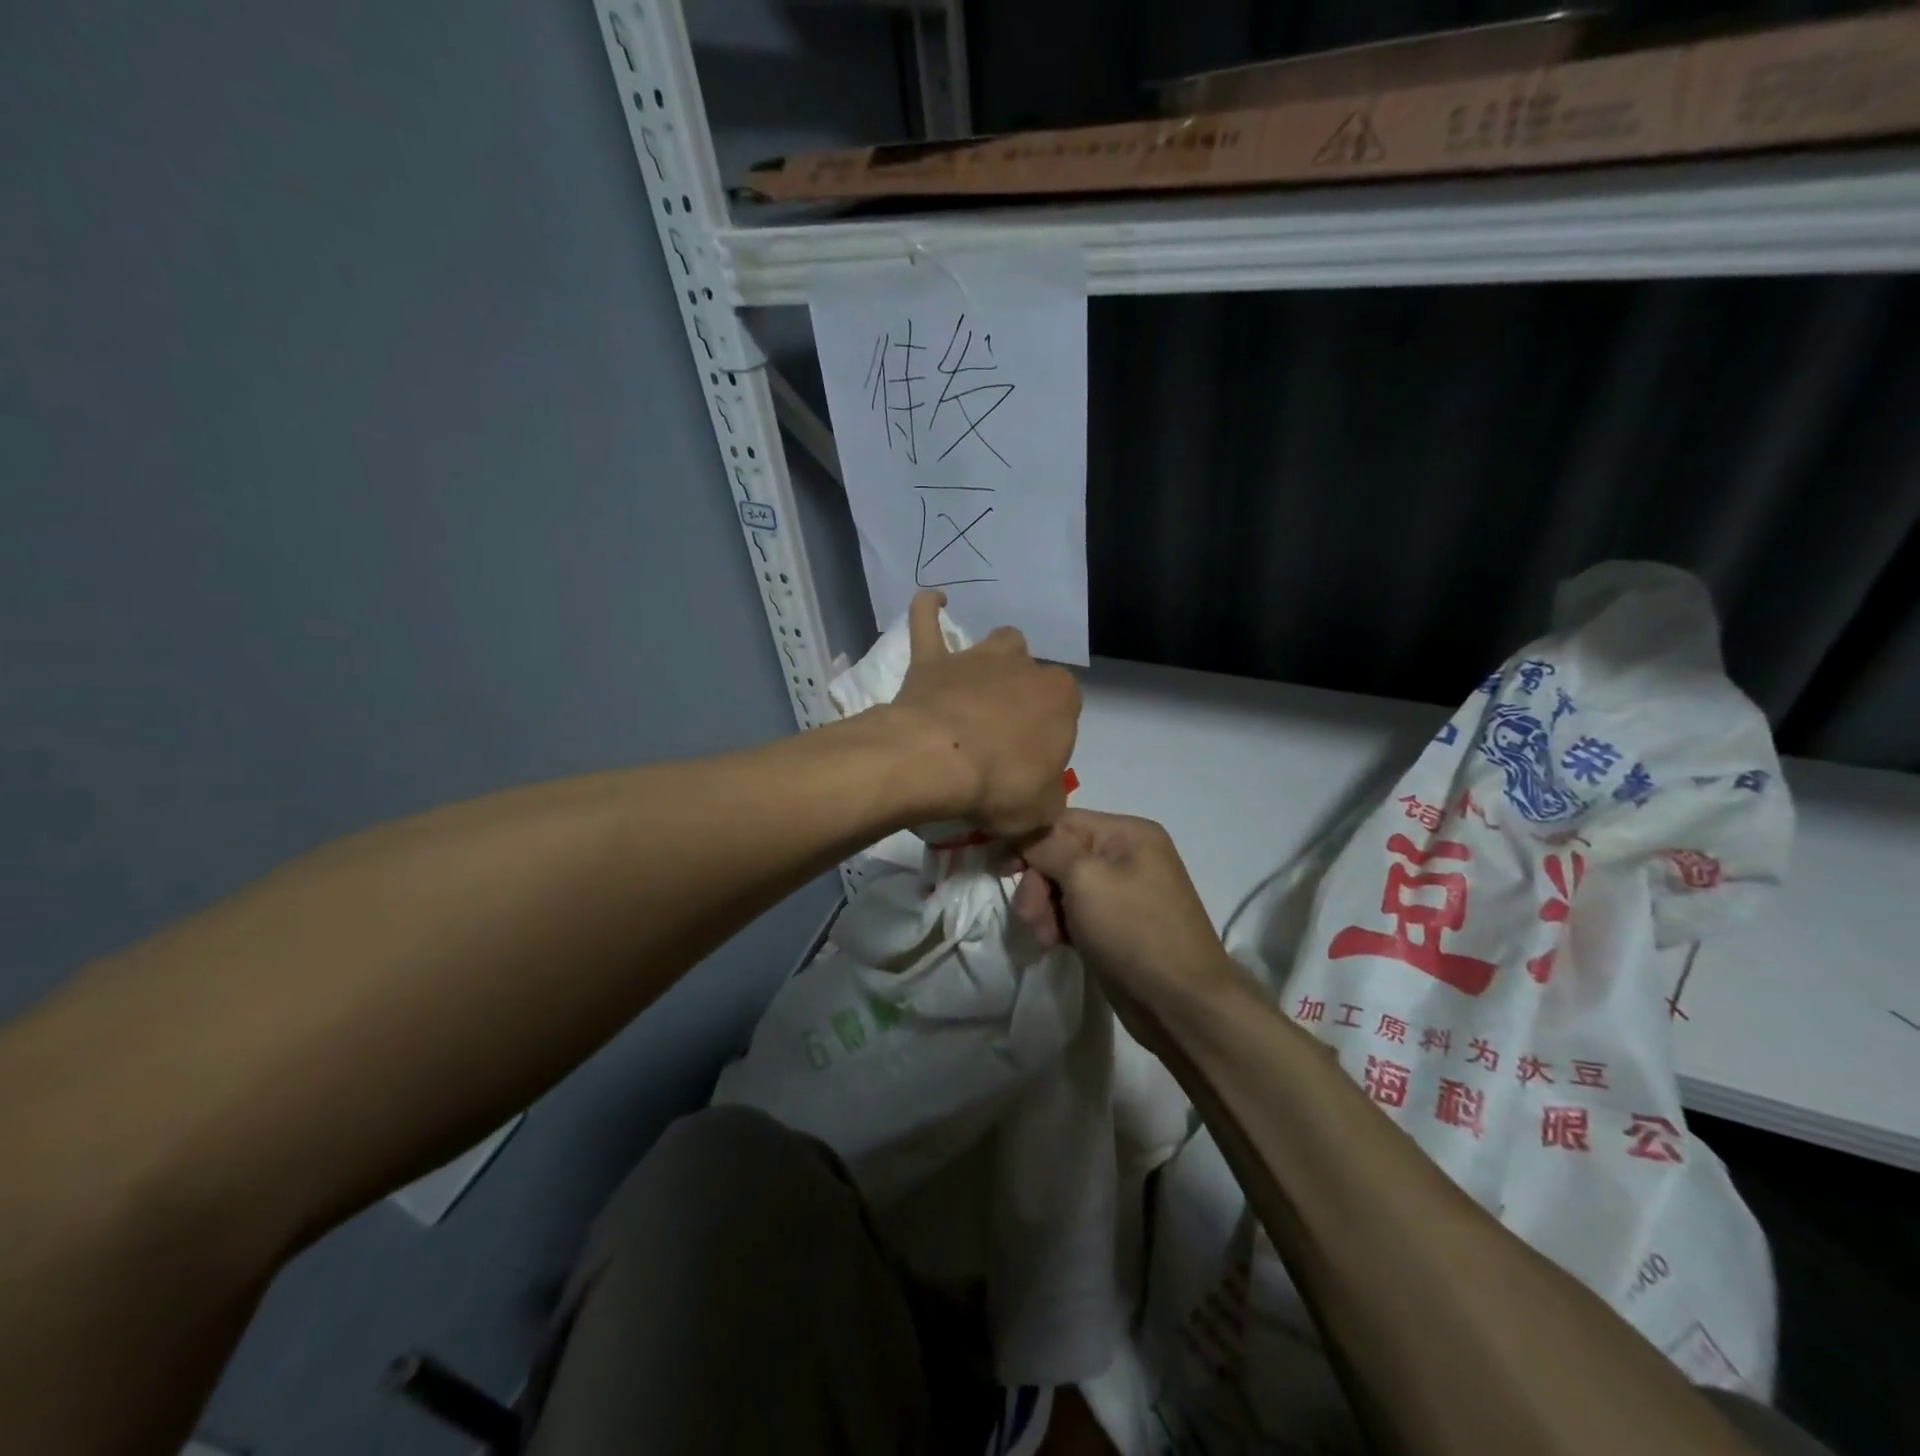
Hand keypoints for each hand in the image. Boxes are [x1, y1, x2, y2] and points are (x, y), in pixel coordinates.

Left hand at [888, 590, 1080, 837]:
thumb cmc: (1001, 784)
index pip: (1066, 709)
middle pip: (1032, 673)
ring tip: (982, 683)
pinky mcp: (932, 660)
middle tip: (1004, 732)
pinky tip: (934, 601)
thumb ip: (1049, 797)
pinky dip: (929, 610)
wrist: (937, 761)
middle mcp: (1023, 668)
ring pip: (999, 642)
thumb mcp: (1043, 809)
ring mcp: (976, 658)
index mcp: (1060, 698)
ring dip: (996, 658)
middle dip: (1024, 695)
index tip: (1031, 762)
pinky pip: (928, 622)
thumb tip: (1041, 796)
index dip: (1050, 734)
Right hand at [1012, 809, 1238, 1025]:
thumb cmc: (1133, 930)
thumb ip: (1048, 848)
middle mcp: (1127, 855)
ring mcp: (1123, 892)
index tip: (1000, 870)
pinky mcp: (1116, 925)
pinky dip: (1060, 926)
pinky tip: (1054, 945)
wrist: (1180, 1004)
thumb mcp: (1085, 878)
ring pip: (1064, 887)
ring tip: (1043, 939)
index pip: (1062, 822)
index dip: (1029, 842)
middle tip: (1028, 917)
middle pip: (1061, 855)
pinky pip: (1076, 913)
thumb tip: (1024, 834)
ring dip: (1045, 909)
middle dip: (1038, 884)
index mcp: (1128, 833)